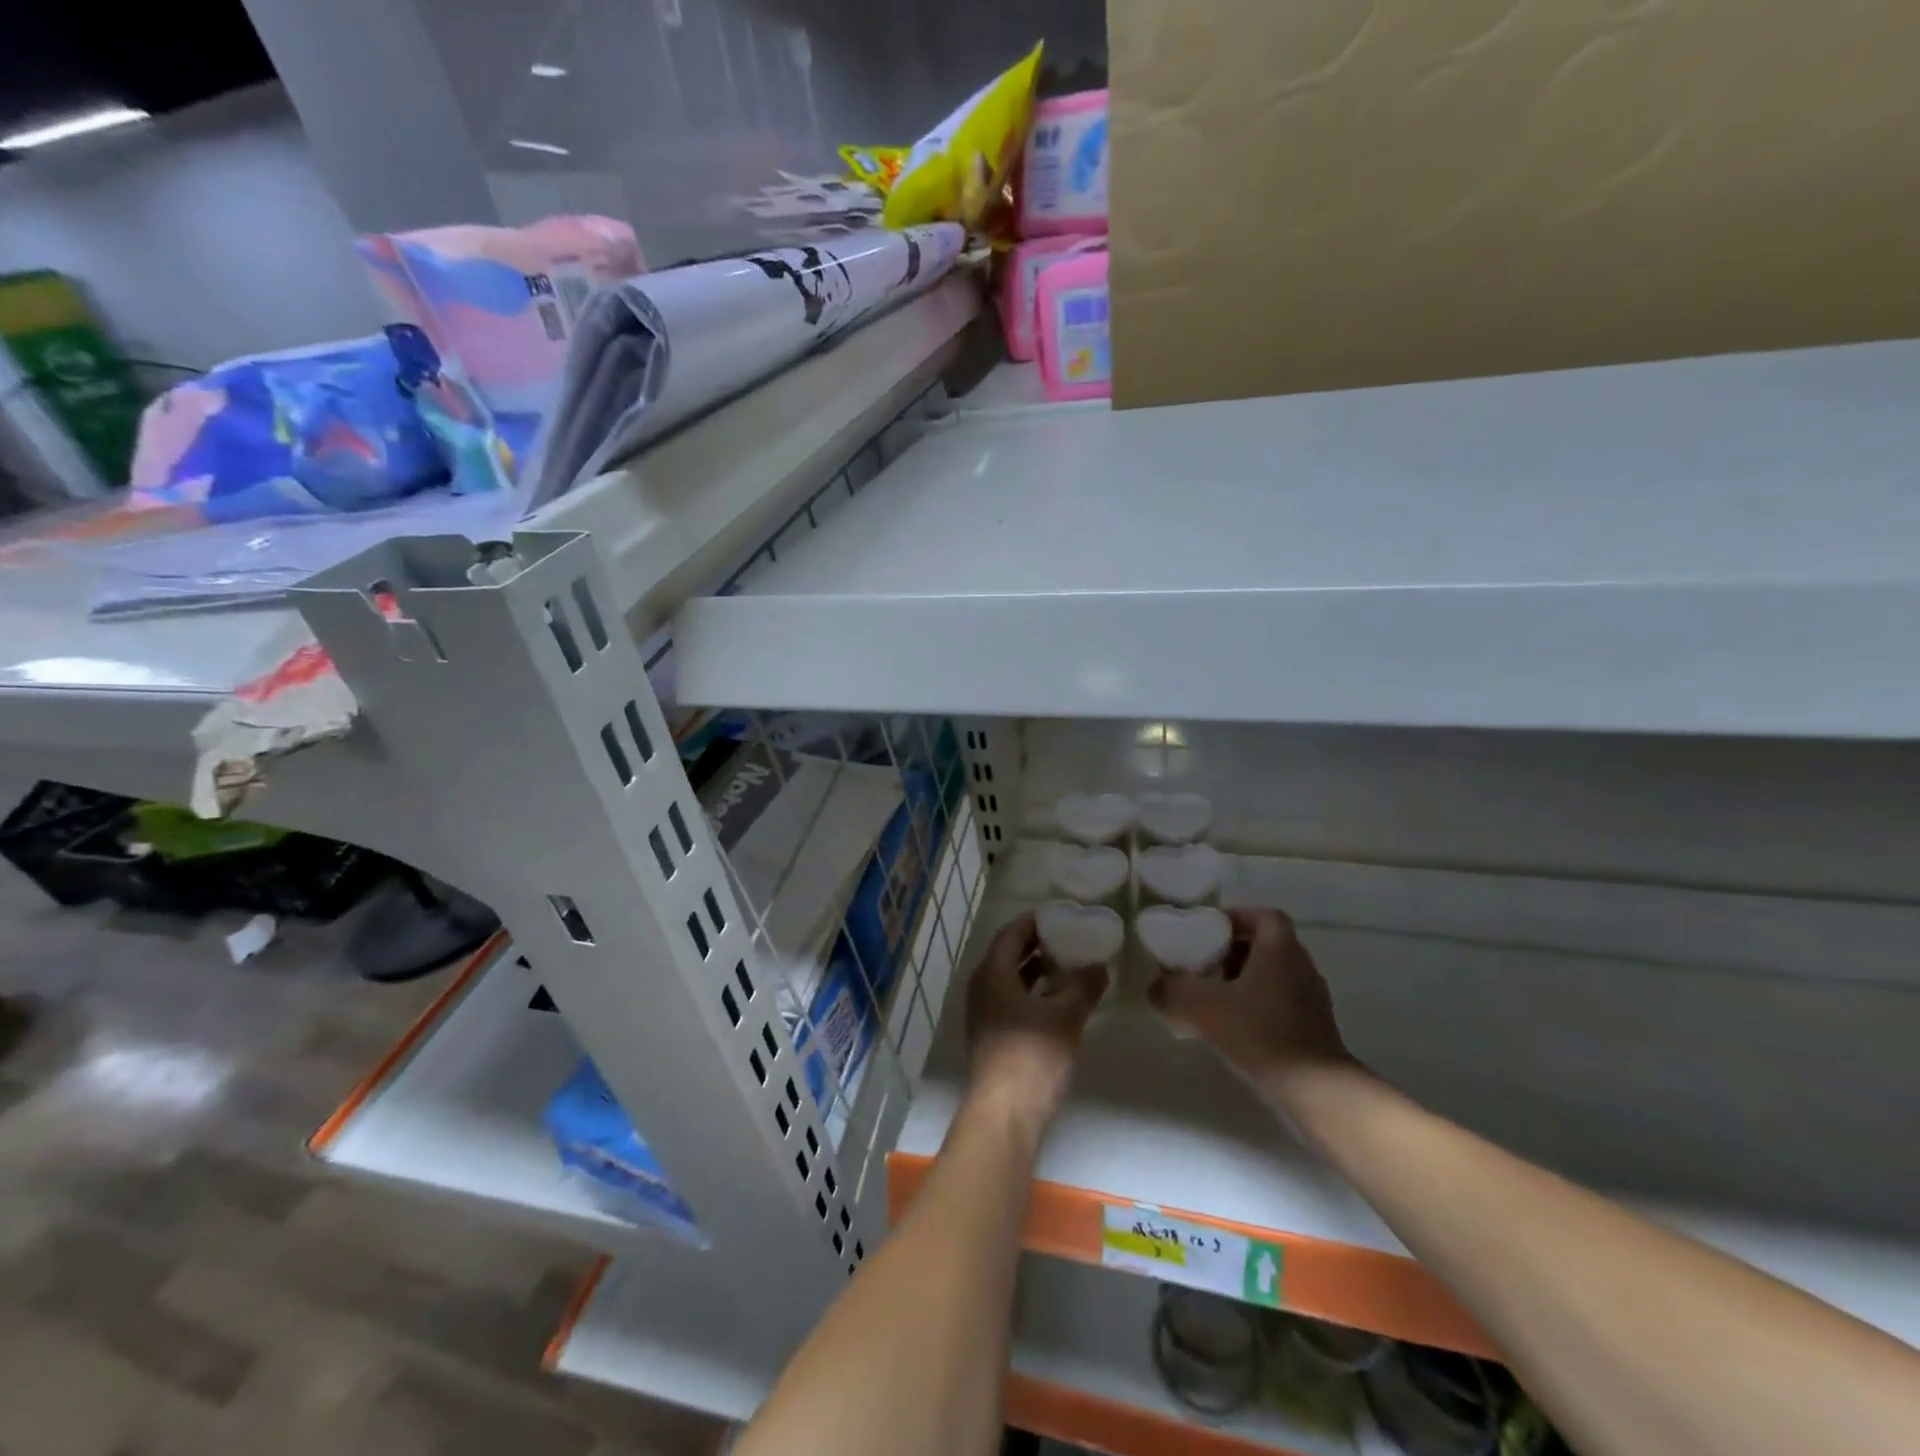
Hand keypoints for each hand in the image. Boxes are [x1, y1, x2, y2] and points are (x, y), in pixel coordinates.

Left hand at [965, 912, 1105, 1135]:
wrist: (1004, 1115)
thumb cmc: (1032, 1056)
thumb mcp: (1065, 1017)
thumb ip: (1083, 986)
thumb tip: (1099, 966)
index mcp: (992, 974)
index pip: (1010, 934)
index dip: (1033, 922)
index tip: (1059, 914)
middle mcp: (982, 988)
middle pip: (1008, 955)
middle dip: (1037, 945)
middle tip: (1069, 936)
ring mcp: (985, 1015)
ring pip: (1011, 980)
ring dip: (1037, 970)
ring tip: (1070, 964)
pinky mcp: (993, 1037)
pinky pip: (1013, 1001)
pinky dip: (1034, 993)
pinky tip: (1060, 1000)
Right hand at [1147, 907, 1355, 1082]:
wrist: (1316, 1089)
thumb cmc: (1261, 1032)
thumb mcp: (1203, 1007)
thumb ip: (1172, 991)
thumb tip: (1154, 986)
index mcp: (1280, 949)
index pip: (1263, 916)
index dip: (1236, 918)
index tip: (1208, 932)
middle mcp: (1301, 965)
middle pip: (1266, 944)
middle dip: (1233, 951)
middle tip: (1203, 965)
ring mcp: (1312, 997)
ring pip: (1273, 974)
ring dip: (1245, 979)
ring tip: (1215, 997)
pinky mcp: (1314, 1027)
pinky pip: (1281, 1000)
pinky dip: (1257, 1004)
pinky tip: (1236, 1026)